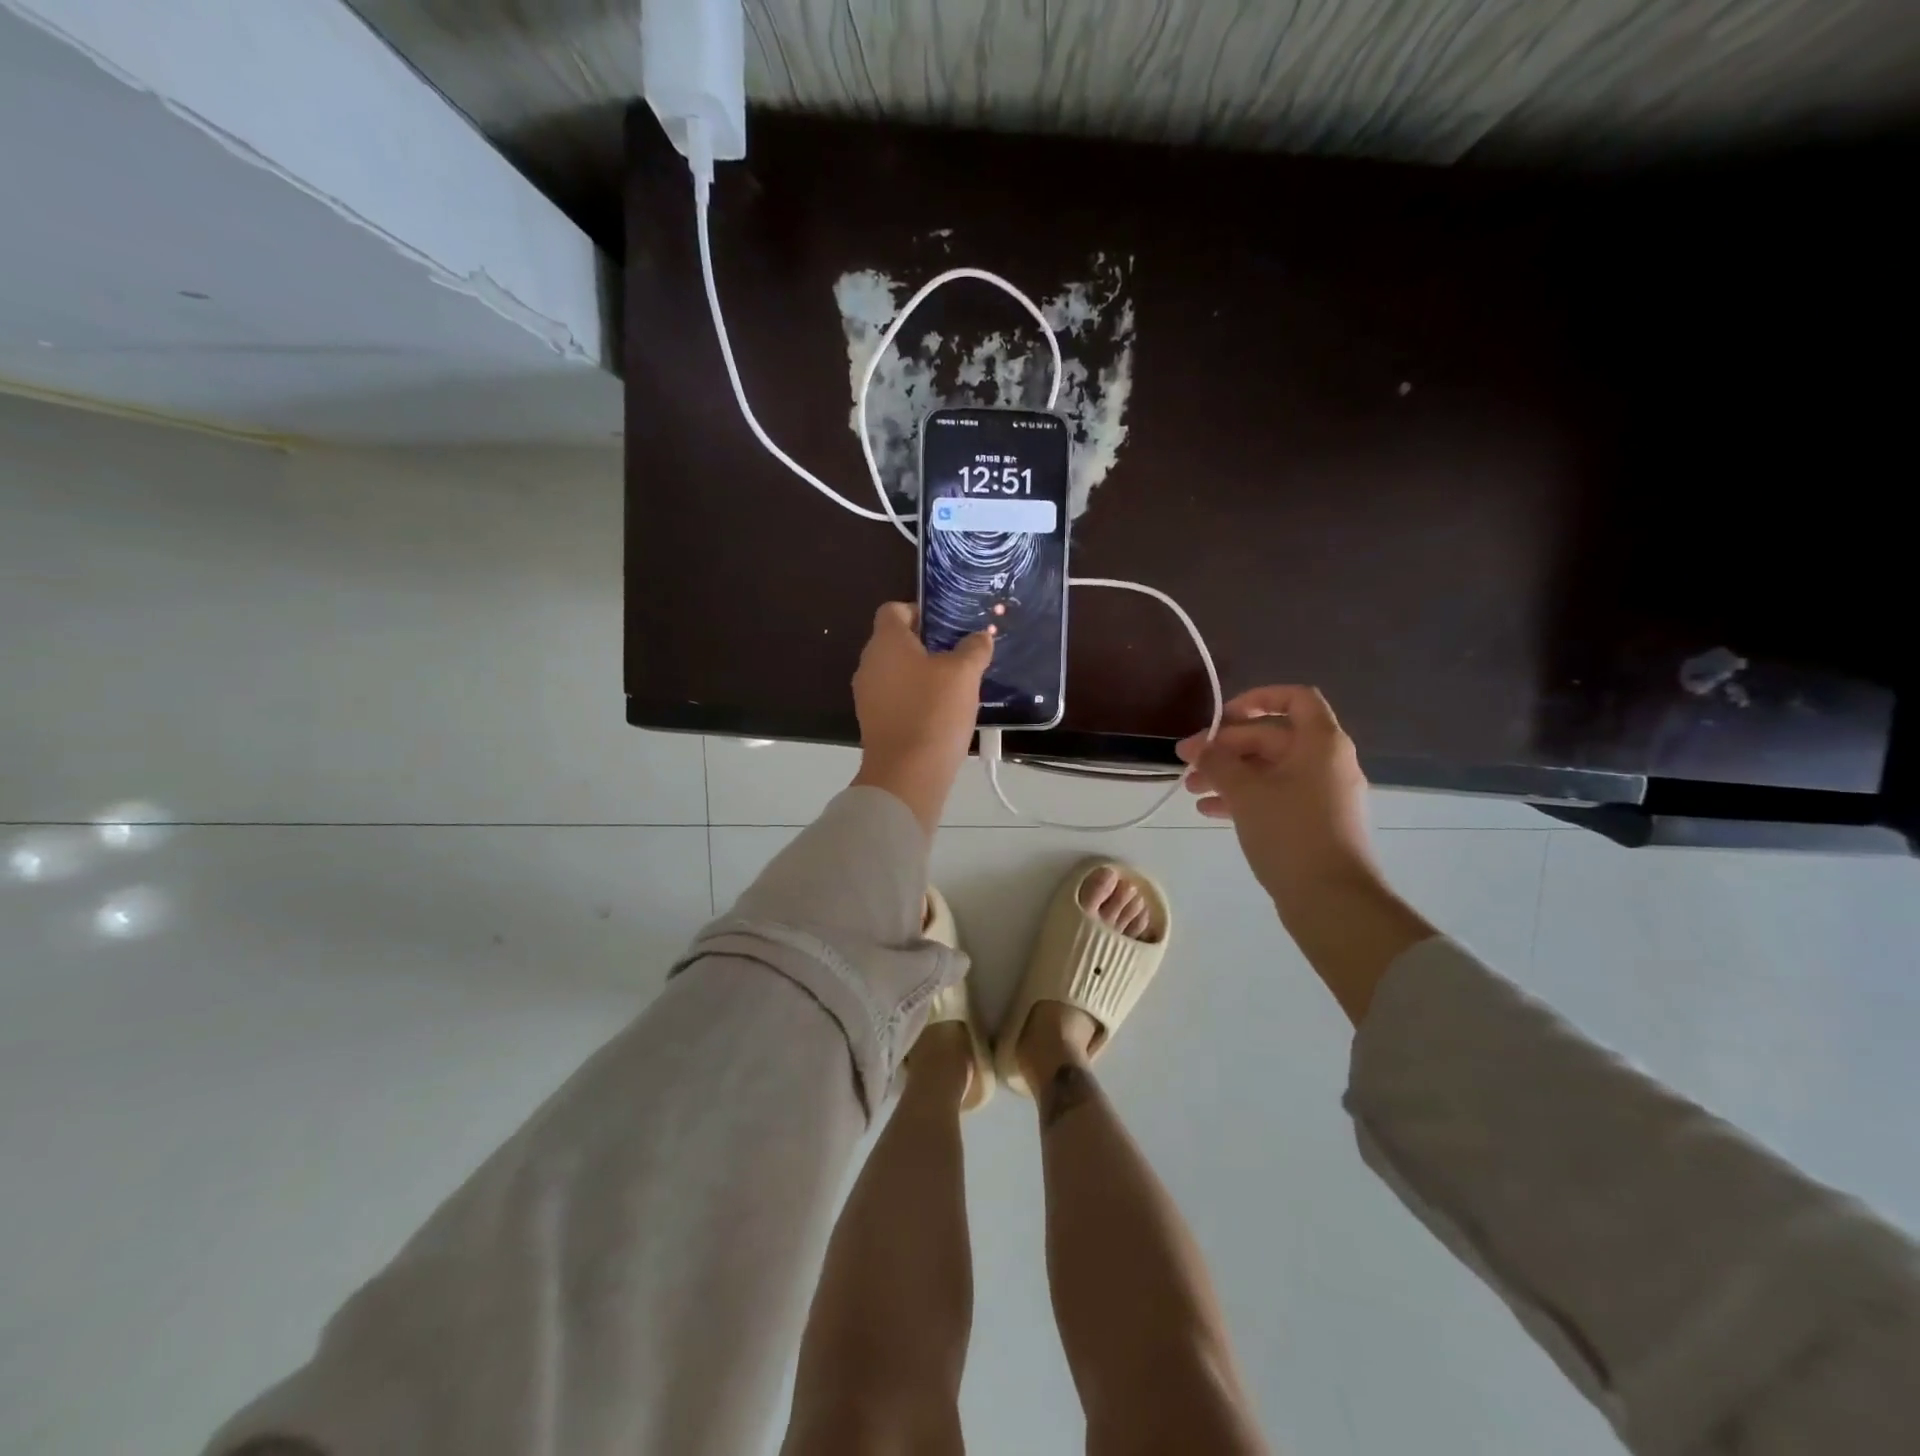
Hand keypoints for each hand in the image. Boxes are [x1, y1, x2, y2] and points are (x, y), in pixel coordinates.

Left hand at [850, 603, 992, 834]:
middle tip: (959, 653)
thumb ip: (973, 649)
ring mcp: (867, 695)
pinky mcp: (873, 721)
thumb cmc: (934, 712)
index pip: (894, 609)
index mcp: (885, 642)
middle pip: (895, 641)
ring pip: (896, 671)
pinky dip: (914, 698)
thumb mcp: (964, 674)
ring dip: (921, 673)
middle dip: (926, 644)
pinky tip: (941, 711)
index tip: (948, 625)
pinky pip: (895, 698)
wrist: (907, 774)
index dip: (920, 611)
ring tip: (955, 684)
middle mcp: (869, 663)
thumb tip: (980, 636)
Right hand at [1176, 686, 1373, 905]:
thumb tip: (1200, 747)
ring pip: (1270, 769)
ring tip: (1191, 788)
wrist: (1332, 900)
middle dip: (1227, 746)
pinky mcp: (1314, 822)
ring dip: (1229, 773)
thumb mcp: (1245, 792)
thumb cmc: (1290, 833)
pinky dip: (1244, 797)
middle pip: (1273, 737)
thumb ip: (1218, 762)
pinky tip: (1209, 810)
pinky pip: (1275, 795)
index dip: (1257, 699)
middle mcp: (1327, 762)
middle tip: (1187, 760)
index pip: (1295, 698)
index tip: (1222, 717)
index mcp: (1321, 743)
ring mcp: (1322, 794)